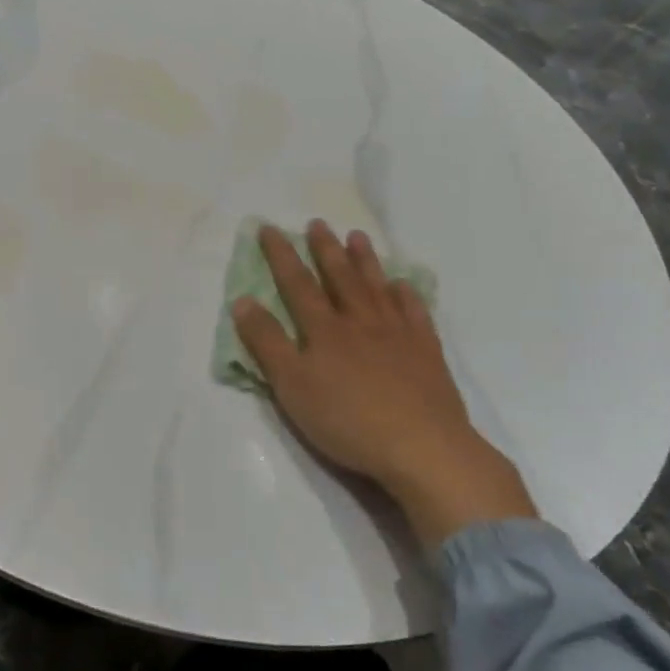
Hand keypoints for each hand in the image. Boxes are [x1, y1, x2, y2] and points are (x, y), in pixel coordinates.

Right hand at [231, 221, 537, 547]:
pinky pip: (415, 312)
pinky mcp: (426, 351)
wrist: (422, 447)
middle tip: (318, 223)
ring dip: (365, 260)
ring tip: (357, 236)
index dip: (281, 255)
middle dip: (325, 249)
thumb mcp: (291, 386)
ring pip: (377, 287)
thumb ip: (266, 342)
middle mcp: (360, 321)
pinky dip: (406, 294)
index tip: (270, 228)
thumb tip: (242, 300)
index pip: (297, 284)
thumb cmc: (346, 419)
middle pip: (340, 277)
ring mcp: (398, 334)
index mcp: (324, 330)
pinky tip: (402, 284)